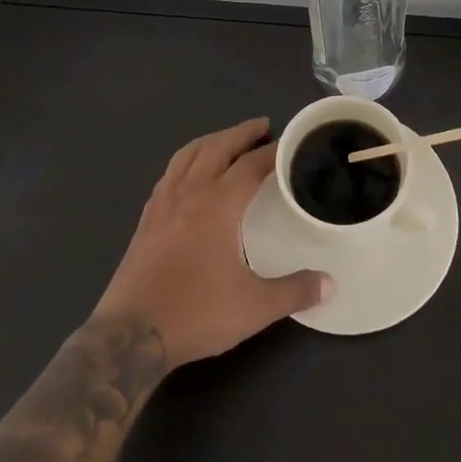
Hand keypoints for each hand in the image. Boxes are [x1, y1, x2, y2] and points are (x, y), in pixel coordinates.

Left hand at [93, 118, 331, 367]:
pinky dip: (187, 161)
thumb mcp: (254, 307)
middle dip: (242, 133)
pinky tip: (190, 172)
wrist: (130, 336)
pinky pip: (169, 173)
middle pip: (218, 147)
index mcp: (219, 204)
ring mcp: (163, 203)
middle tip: (263, 126)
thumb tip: (331, 283)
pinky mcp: (146, 219)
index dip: (274, 152)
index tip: (291, 144)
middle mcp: (190, 193)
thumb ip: (295, 291)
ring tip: (227, 140)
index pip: (252, 165)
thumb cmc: (196, 313)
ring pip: (189, 154)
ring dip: (212, 140)